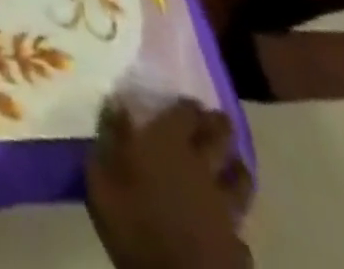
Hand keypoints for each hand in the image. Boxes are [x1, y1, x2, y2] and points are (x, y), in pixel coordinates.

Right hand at [86, 97, 253, 268]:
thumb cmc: (131, 222)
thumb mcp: (102, 175)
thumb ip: (110, 136)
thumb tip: (116, 103)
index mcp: (168, 145)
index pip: (185, 113)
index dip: (188, 105)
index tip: (187, 100)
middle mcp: (201, 168)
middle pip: (219, 139)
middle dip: (219, 125)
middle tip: (216, 118)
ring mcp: (224, 208)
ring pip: (241, 179)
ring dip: (238, 166)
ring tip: (234, 161)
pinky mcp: (236, 243)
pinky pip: (241, 225)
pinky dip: (236, 218)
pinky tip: (230, 221)